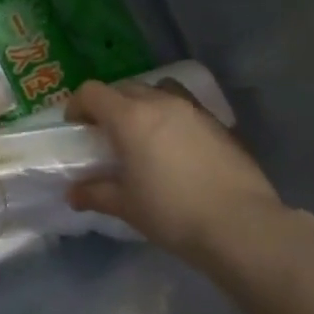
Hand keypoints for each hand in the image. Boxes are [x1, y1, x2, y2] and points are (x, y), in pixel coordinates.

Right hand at [65, 79, 286, 268]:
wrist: (239, 224)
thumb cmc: (172, 213)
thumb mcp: (127, 206)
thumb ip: (96, 193)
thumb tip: (74, 193)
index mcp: (130, 117)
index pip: (93, 92)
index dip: (78, 106)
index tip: (76, 128)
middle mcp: (161, 102)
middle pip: (125, 88)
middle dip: (110, 105)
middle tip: (107, 135)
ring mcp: (193, 109)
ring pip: (159, 91)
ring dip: (144, 104)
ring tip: (144, 135)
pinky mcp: (218, 123)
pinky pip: (185, 107)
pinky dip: (172, 118)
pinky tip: (176, 149)